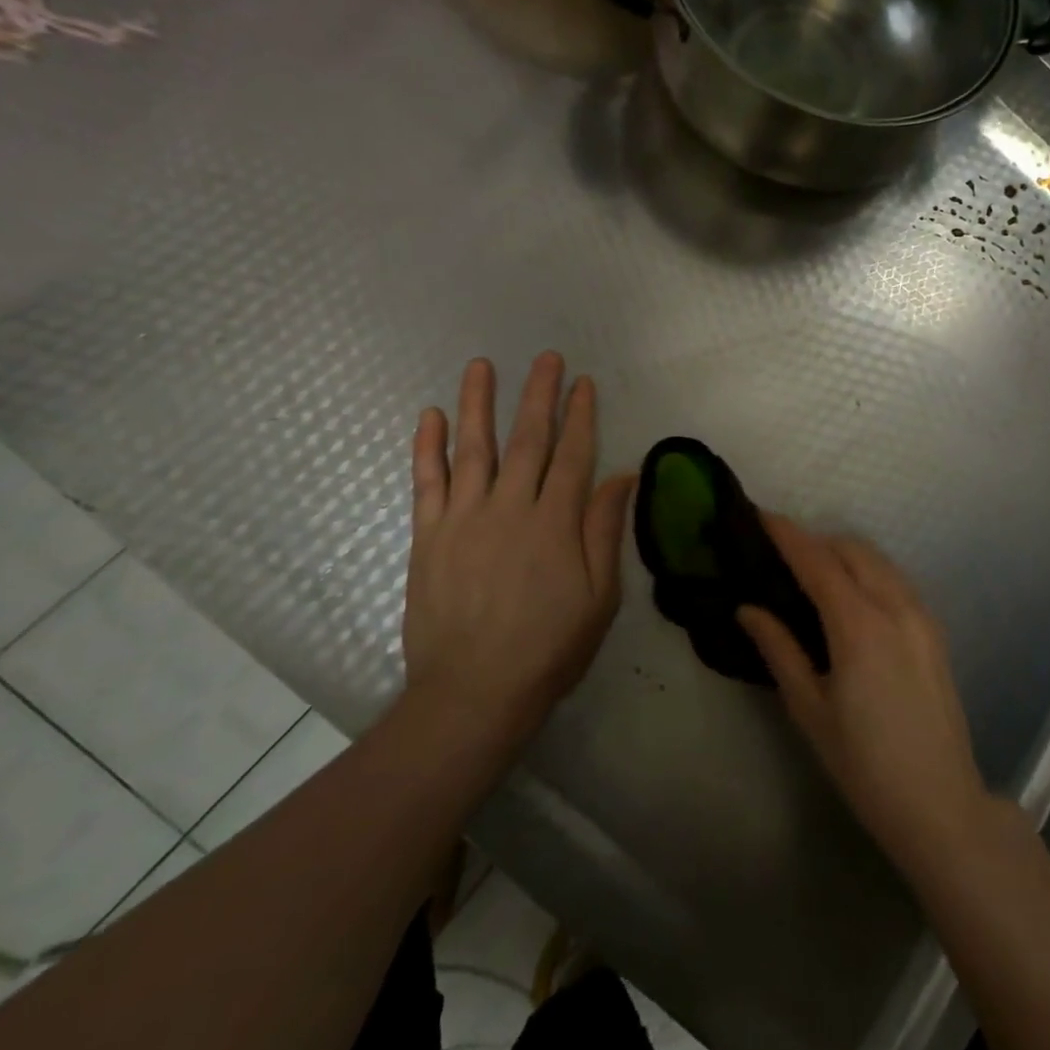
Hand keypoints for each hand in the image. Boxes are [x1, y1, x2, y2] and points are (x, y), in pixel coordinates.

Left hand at [402, 353, 634, 745]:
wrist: (473, 691)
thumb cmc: (549, 647)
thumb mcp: (599, 597)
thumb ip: (605, 531)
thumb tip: (622, 475)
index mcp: (555, 523)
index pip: (573, 454)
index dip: (580, 415)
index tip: (584, 383)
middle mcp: (510, 508)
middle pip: (527, 439)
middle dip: (538, 394)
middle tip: (545, 358)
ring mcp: (464, 518)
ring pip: (473, 448)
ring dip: (479, 403)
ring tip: (482, 365)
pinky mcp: (428, 536)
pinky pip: (426, 481)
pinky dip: (428, 446)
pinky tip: (431, 416)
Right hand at [739, 517, 993, 874]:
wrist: (939, 803)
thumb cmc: (863, 764)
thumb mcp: (810, 709)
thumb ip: (779, 650)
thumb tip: (748, 609)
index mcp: (859, 625)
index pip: (817, 561)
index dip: (787, 534)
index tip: (761, 515)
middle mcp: (895, 607)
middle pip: (851, 550)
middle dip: (815, 541)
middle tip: (781, 553)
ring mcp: (921, 616)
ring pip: (878, 561)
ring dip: (843, 553)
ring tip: (812, 571)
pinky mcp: (935, 630)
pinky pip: (896, 580)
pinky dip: (868, 571)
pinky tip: (851, 595)